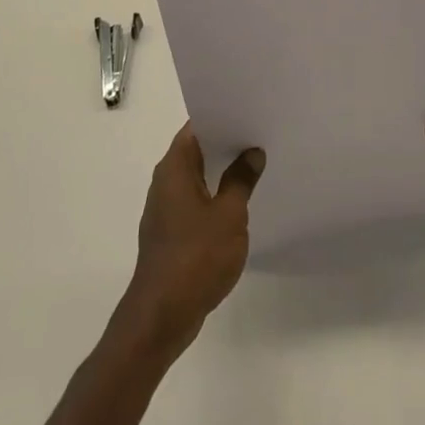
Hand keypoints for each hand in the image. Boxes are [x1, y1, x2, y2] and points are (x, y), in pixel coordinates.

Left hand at [119, 125, 264, 356]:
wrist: (162, 314)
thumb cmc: (196, 256)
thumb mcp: (229, 215)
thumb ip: (241, 179)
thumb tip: (252, 152)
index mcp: (175, 168)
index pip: (196, 127)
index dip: (221, 116)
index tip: (249, 110)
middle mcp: (165, 182)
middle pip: (197, 150)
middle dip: (227, 142)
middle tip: (262, 135)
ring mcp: (166, 208)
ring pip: (198, 177)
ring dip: (223, 171)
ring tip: (257, 165)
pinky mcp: (171, 232)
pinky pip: (196, 201)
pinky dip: (216, 195)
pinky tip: (241, 202)